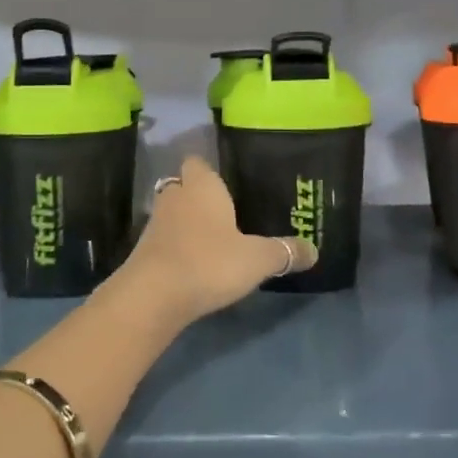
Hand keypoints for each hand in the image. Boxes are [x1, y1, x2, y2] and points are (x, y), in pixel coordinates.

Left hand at [115, 156, 316, 326]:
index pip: (198, 162)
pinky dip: (176, 246)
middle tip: (225, 214)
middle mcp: (175, 196)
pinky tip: (194, 264)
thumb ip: (284, 252)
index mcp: (202, 186)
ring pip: (173, 213)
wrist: (153, 295)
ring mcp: (155, 222)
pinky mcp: (143, 249)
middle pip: (184, 186)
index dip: (209, 171)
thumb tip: (314, 250)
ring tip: (212, 241)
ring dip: (187, 223)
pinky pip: (164, 239)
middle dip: (199, 197)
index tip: (227, 184)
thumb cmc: (209, 262)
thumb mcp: (257, 259)